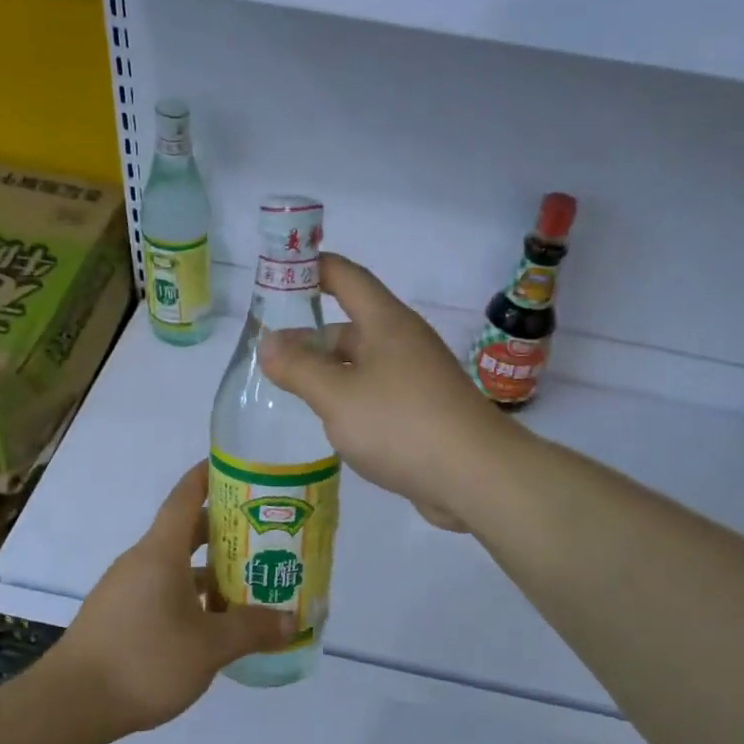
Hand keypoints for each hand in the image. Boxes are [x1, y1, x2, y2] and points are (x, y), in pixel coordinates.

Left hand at [51, 461, 298, 735]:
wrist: (70, 705)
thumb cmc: (145, 660)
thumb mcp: (210, 646)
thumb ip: (252, 629)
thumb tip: (292, 621)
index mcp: (160, 552)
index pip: (185, 497)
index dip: (209, 476)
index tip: (237, 467)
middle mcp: (140, 562)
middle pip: (185, 532)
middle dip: (224, 530)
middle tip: (263, 534)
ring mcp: (124, 590)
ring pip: (175, 567)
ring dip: (209, 570)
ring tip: (247, 583)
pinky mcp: (117, 618)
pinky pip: (161, 593)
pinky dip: (190, 597)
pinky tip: (211, 623)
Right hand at [259, 253, 516, 530]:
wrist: (474, 475)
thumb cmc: (400, 423)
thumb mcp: (337, 395)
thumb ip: (298, 368)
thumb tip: (268, 342)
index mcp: (386, 323)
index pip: (346, 276)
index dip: (312, 268)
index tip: (278, 274)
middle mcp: (404, 342)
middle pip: (351, 325)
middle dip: (311, 336)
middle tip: (270, 356)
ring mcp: (417, 378)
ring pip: (363, 364)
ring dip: (329, 372)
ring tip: (290, 392)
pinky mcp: (424, 412)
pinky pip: (378, 394)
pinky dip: (351, 400)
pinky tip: (332, 424)